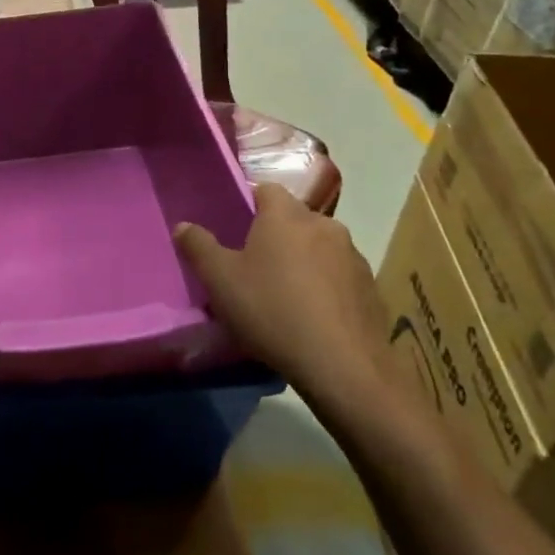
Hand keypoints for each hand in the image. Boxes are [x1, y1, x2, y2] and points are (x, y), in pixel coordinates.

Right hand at [174, 184, 391, 416]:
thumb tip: (183, 225)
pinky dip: (326, 286)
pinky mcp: (371, 287)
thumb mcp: (220, 281)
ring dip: (304, 261)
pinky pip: (339, 276)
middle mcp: (324, 225)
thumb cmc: (272, 311)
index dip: (249, 205)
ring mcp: (353, 256)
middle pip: (294, 219)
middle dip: (276, 236)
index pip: (266, 189)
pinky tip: (313, 316)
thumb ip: (198, 247)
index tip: (235, 230)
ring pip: (319, 247)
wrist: (342, 365)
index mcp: (286, 215)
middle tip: (254, 266)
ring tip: (285, 295)